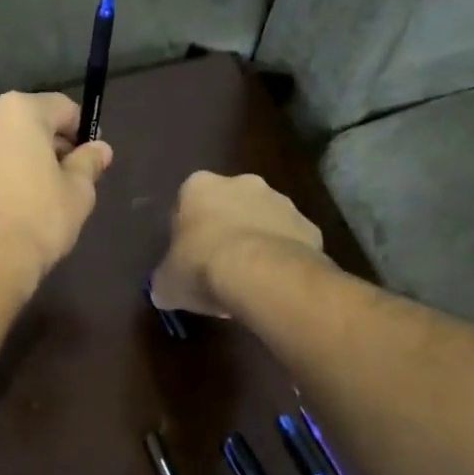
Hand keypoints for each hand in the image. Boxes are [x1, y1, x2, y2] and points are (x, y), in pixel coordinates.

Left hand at [0, 92, 112, 286]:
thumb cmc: (37, 221)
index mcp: (17, 111)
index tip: (86, 158)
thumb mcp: (77, 193)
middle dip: (41, 146)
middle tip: (57, 180)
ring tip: (22, 199)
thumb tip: (99, 149)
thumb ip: (88, 163)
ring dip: (8, 161)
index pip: (60, 108)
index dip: (79, 131)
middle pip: (20, 124)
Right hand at [151, 172, 323, 316]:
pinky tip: (274, 284)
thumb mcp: (168, 282)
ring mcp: (281, 202)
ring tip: (250, 279)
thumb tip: (164, 291)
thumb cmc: (202, 267)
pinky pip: (290, 242)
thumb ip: (165, 280)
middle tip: (219, 265)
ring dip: (257, 241)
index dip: (188, 231)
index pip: (188, 202)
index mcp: (199, 187)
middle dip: (226, 229)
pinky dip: (283, 258)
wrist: (262, 275)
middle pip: (229, 205)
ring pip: (263, 220)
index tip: (189, 256)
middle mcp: (242, 183)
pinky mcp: (309, 226)